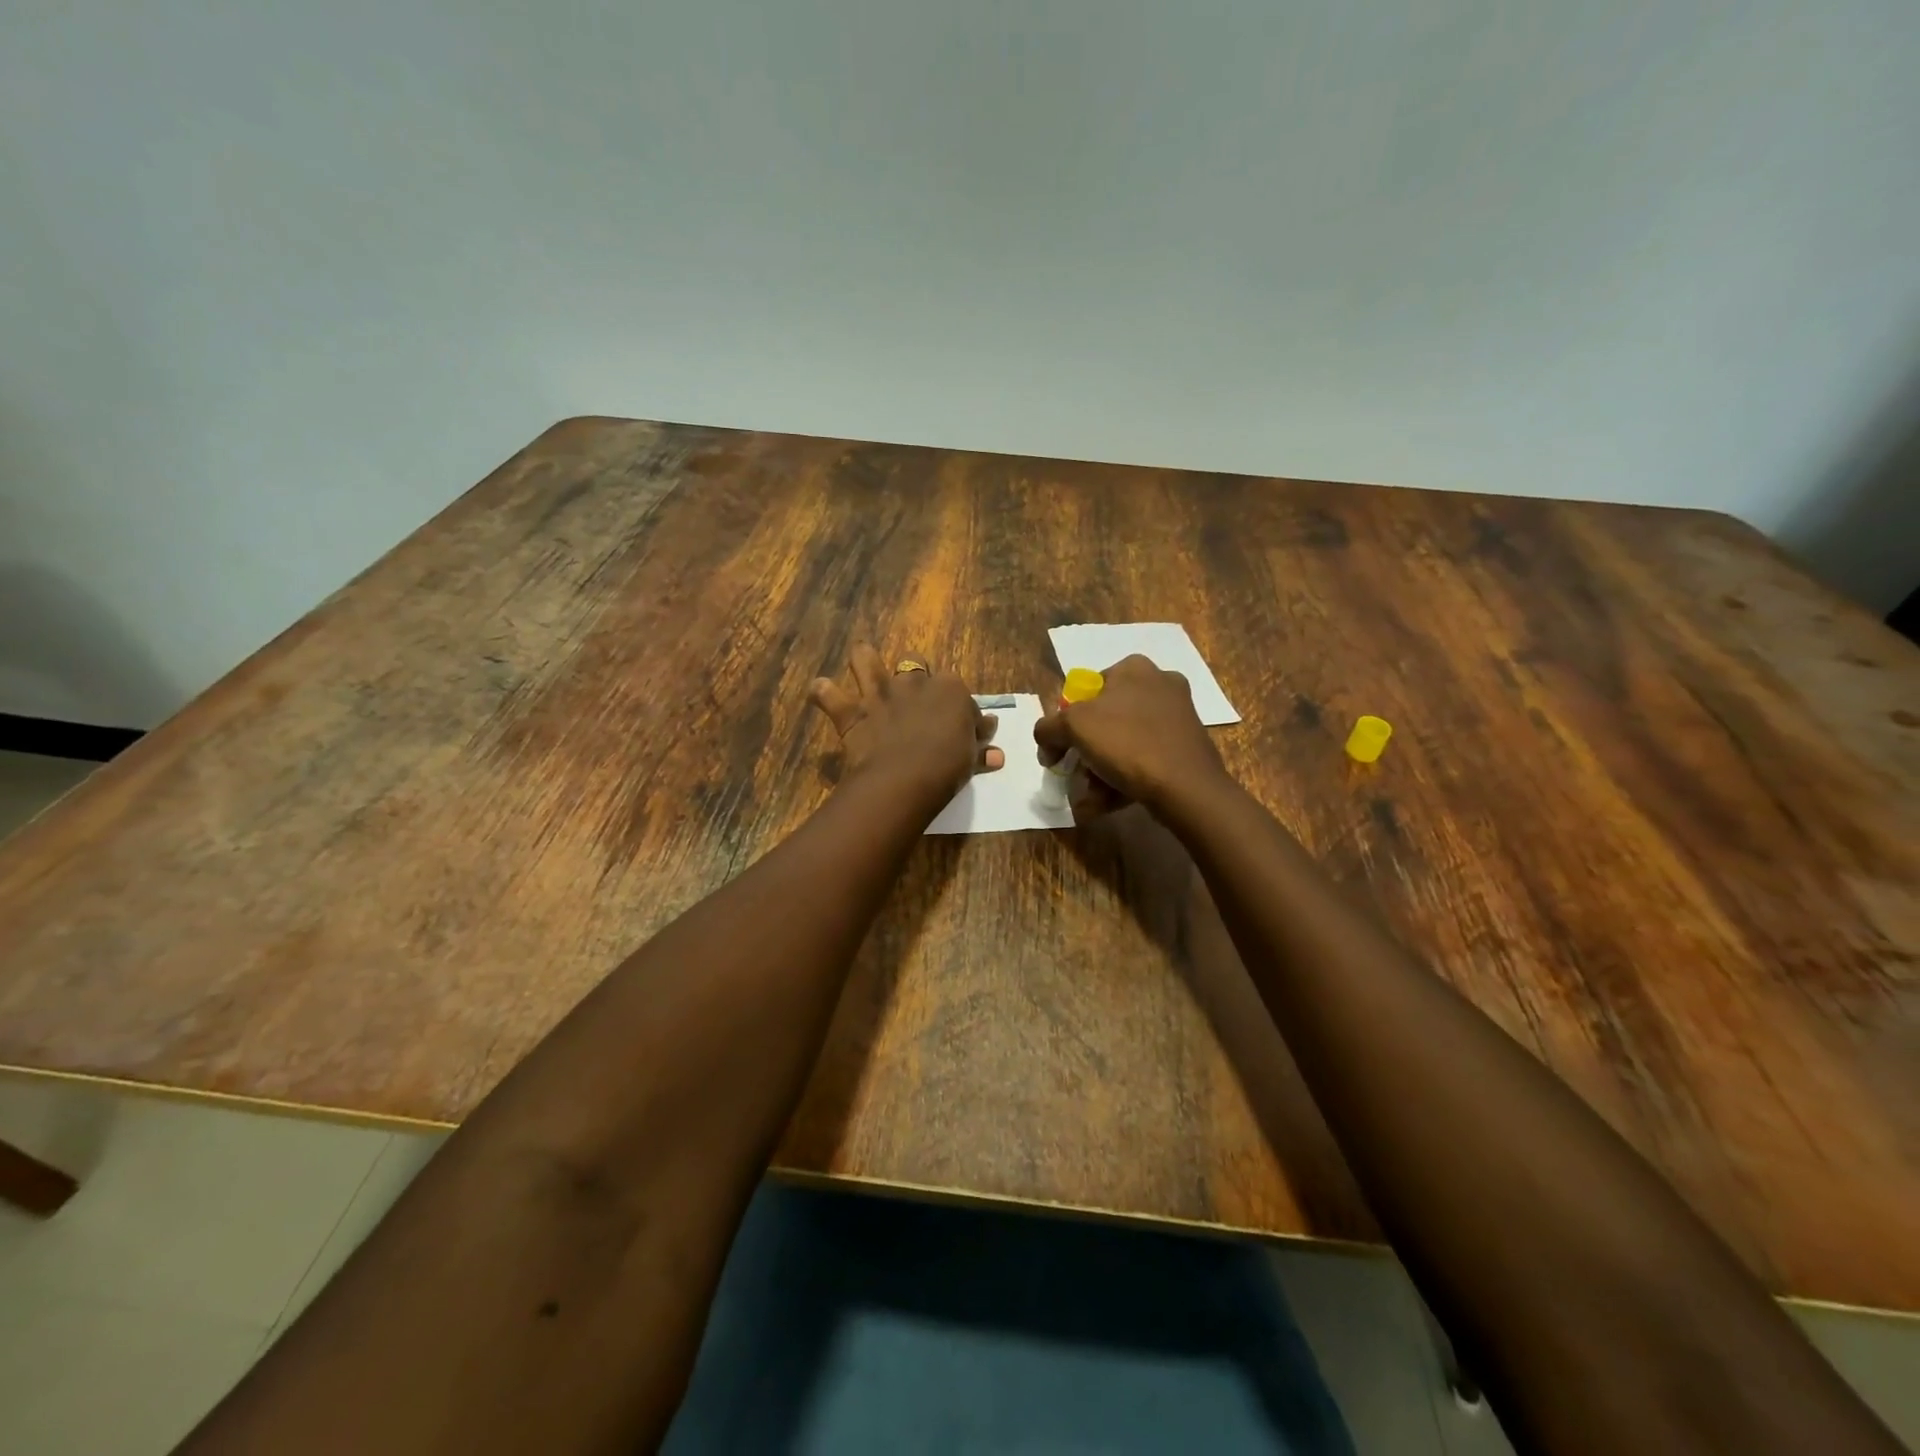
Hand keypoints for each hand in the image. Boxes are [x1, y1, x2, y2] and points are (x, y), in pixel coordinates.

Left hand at [810, 644, 1002, 801]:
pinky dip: (823, 693)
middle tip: (913, 700)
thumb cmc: (948, 767)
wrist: (906, 779)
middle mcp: (913, 682)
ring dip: (863, 660)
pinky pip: (827, 693)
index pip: (956, 690)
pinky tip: (822, 694)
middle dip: (913, 675)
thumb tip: (995, 752)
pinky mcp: (851, 711)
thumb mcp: (971, 758)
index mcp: (950, 689)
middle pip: (914, 665)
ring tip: (863, 668)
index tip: (959, 728)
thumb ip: (980, 748)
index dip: (957, 708)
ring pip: (865, 659)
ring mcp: (879, 694)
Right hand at [1033, 654, 1226, 819]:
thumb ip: (1049, 728)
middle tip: (1074, 775)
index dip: (1065, 721)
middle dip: (1085, 752)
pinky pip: (1144, 758)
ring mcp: (1176, 715)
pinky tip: (1107, 803)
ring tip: (1089, 799)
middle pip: (1104, 719)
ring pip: (1124, 741)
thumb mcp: (1073, 727)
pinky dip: (1123, 778)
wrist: (1186, 786)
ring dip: (1100, 771)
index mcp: (1133, 668)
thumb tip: (1046, 741)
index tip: (1058, 750)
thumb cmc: (1126, 742)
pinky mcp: (1186, 745)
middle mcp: (1158, 683)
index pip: (1086, 690)